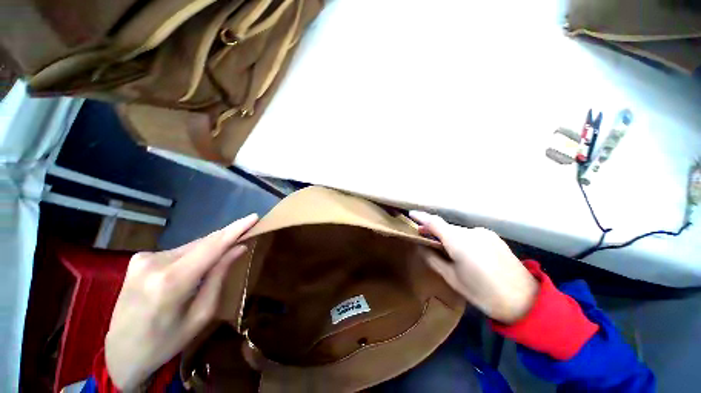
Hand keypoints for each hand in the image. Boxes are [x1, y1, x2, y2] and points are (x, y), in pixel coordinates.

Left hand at [105, 214, 258, 389]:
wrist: (121, 352)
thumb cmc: (167, 341)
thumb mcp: (202, 314)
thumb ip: (219, 276)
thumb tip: (239, 248)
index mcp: (171, 282)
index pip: (212, 246)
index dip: (236, 229)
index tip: (254, 216)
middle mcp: (155, 263)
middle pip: (203, 243)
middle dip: (226, 238)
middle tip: (247, 233)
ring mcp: (143, 259)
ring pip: (191, 246)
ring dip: (210, 248)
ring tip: (224, 254)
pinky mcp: (139, 259)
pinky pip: (179, 251)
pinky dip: (195, 254)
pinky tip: (197, 265)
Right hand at [410, 211, 537, 323]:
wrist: (526, 301)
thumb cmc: (483, 294)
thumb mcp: (452, 279)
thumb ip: (433, 259)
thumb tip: (421, 246)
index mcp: (459, 242)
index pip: (435, 223)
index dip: (421, 217)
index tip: (410, 214)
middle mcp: (472, 232)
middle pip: (446, 227)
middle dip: (433, 230)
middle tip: (423, 237)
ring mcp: (485, 233)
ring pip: (458, 231)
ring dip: (447, 235)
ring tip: (442, 247)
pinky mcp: (494, 238)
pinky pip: (470, 234)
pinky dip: (460, 238)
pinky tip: (462, 251)